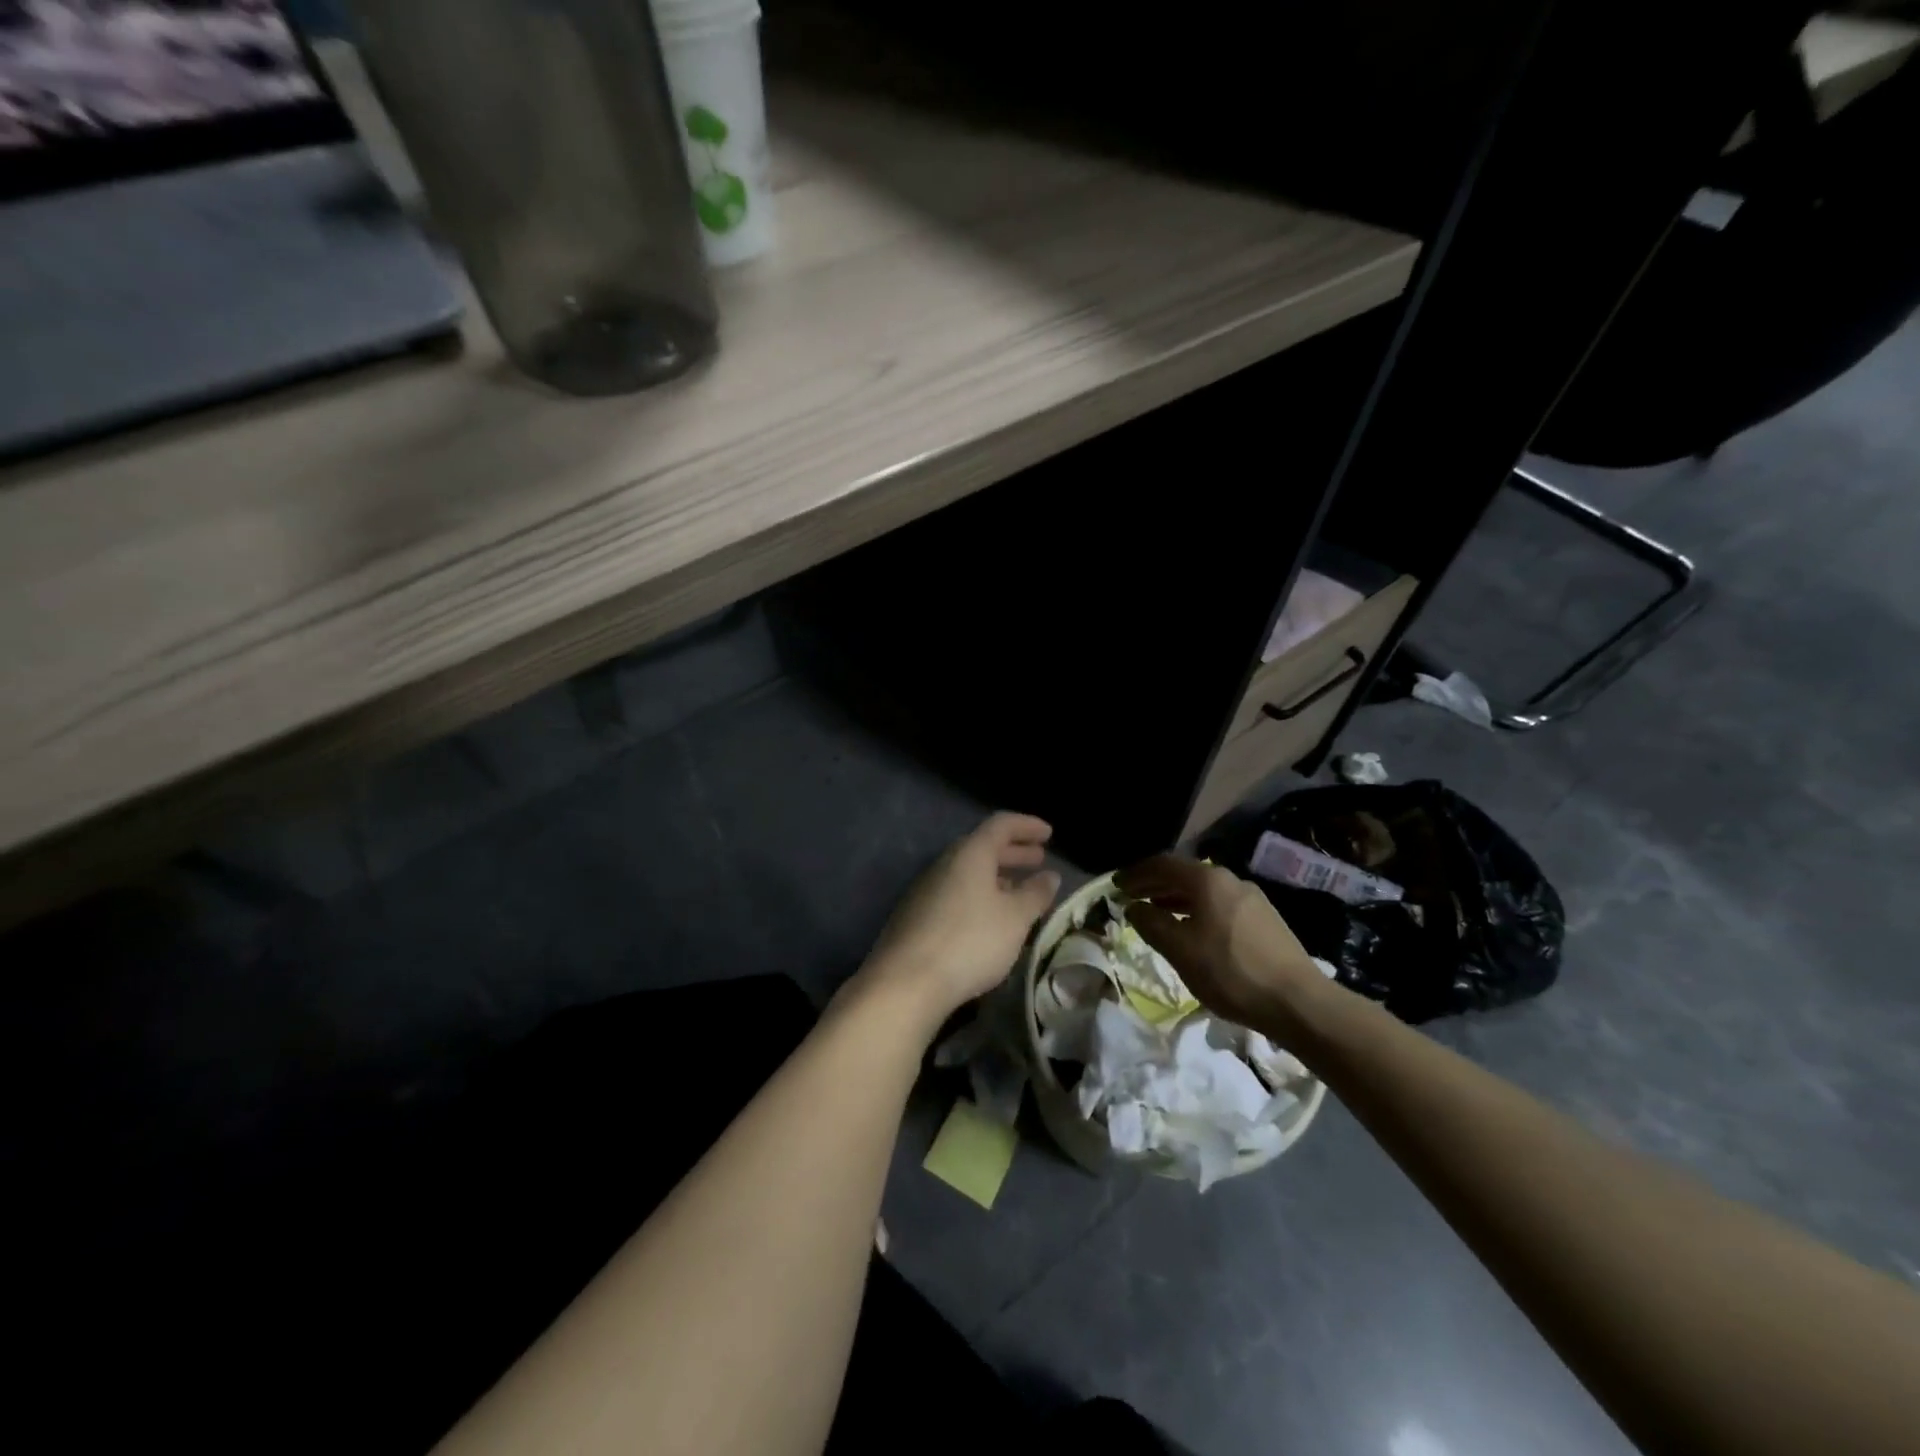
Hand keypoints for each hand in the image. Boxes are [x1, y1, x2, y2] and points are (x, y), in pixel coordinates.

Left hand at [855, 813, 1061, 1031]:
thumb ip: (1035, 894)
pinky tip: (989, 919)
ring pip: (967, 872)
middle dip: (1013, 852)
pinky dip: (979, 895)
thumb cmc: (970, 941)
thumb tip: (1049, 876)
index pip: (1001, 825)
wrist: (907, 981)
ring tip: (1019, 890)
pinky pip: (955, 893)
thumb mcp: (1014, 918)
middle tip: (1039, 859)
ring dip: (996, 876)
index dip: (1027, 826)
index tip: (1049, 833)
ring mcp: (926, 889)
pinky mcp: (916, 915)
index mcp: (969, 854)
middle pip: (982, 847)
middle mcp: (945, 863)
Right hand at [1115, 854, 1329, 1038]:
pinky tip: (1192, 931)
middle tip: (1131, 897)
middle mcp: (1231, 880)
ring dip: (1176, 899)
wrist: (1298, 1002)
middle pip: (1185, 875)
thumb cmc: (1230, 972)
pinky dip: (1196, 910)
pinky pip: (1219, 905)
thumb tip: (1134, 907)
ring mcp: (1252, 899)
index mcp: (1208, 880)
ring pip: (1204, 891)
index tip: (1116, 885)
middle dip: (1155, 884)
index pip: (1163, 864)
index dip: (1136, 873)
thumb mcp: (1180, 950)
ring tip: (1156, 913)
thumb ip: (1152, 924)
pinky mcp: (1264, 920)